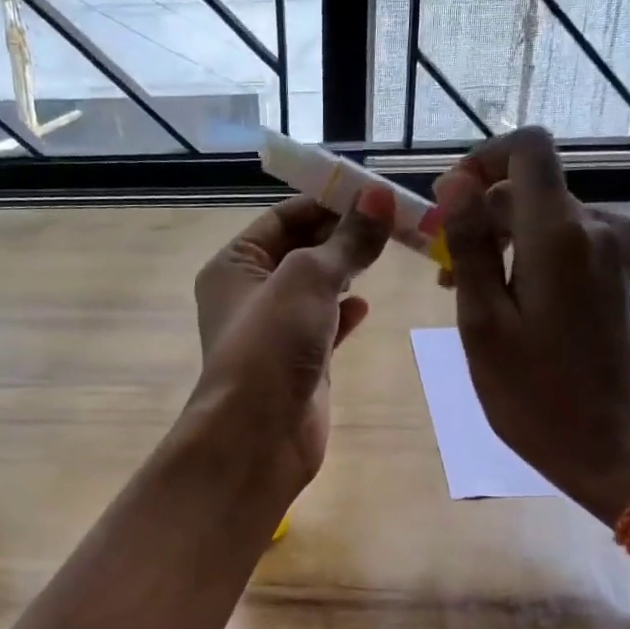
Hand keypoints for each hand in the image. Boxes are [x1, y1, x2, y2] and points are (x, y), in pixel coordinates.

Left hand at [188, 189, 392, 494]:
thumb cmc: (271, 345)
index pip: (282, 218)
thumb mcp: (308, 279)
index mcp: (234, 264)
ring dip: (347, 270)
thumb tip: (379, 196)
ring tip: (389, 251)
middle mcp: (249, 293)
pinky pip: (324, 325)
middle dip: (343, 234)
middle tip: (394, 219)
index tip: (374, 192)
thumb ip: (346, 240)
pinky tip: (367, 305)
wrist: (258, 436)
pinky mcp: (298, 362)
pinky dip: (345, 312)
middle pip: (300, 250)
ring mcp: (274, 331)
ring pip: (315, 288)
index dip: (326, 201)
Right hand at [436, 127, 629, 519]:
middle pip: (529, 184)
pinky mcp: (613, 273)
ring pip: (543, 214)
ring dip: (498, 236)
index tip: (447, 199)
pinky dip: (525, 253)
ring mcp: (610, 251)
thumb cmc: (532, 392)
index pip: (527, 147)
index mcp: (559, 233)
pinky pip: (562, 240)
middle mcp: (594, 227)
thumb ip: (469, 245)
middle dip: (479, 210)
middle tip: (438, 264)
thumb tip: (454, 183)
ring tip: (459, 289)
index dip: (482, 158)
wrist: (606, 444)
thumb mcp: (482, 320)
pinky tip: (500, 296)